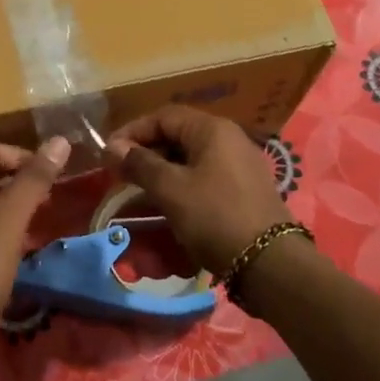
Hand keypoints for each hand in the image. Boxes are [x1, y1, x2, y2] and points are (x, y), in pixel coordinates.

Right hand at [104, 106, 293, 275]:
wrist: (270, 264)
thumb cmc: (215, 217)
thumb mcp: (171, 189)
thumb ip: (140, 164)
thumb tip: (112, 146)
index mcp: (212, 129)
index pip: (163, 116)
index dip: (132, 131)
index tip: (109, 154)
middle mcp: (229, 138)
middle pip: (178, 134)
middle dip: (146, 152)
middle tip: (121, 174)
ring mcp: (240, 164)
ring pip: (191, 157)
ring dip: (162, 170)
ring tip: (140, 191)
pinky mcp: (244, 189)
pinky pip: (205, 175)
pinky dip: (182, 184)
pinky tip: (169, 204)